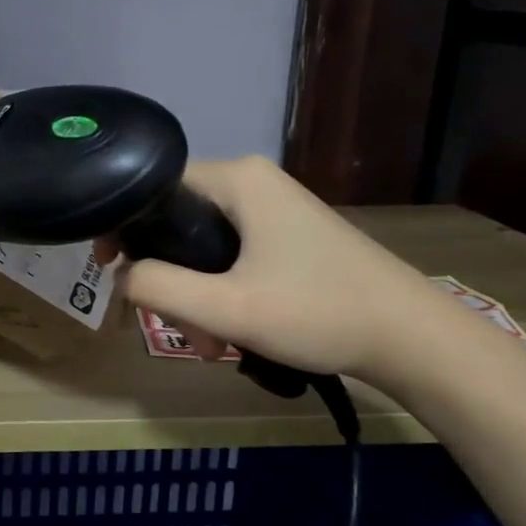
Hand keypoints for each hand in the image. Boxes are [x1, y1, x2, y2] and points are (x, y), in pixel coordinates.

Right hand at [101, 156, 440, 383]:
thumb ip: (159, 289)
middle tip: (182, 331)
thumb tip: (122, 277)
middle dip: (170, 280)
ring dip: (196, 296)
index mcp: (236, 179)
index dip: (124, 227)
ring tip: (214, 346)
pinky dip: (222, 292)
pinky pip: (231, 255)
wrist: (414, 340)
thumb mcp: (228, 308)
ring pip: (203, 246)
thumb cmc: (319, 312)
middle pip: (177, 222)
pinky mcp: (288, 234)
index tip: (110, 270)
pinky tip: (233, 333)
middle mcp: (252, 181)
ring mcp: (274, 208)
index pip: (153, 187)